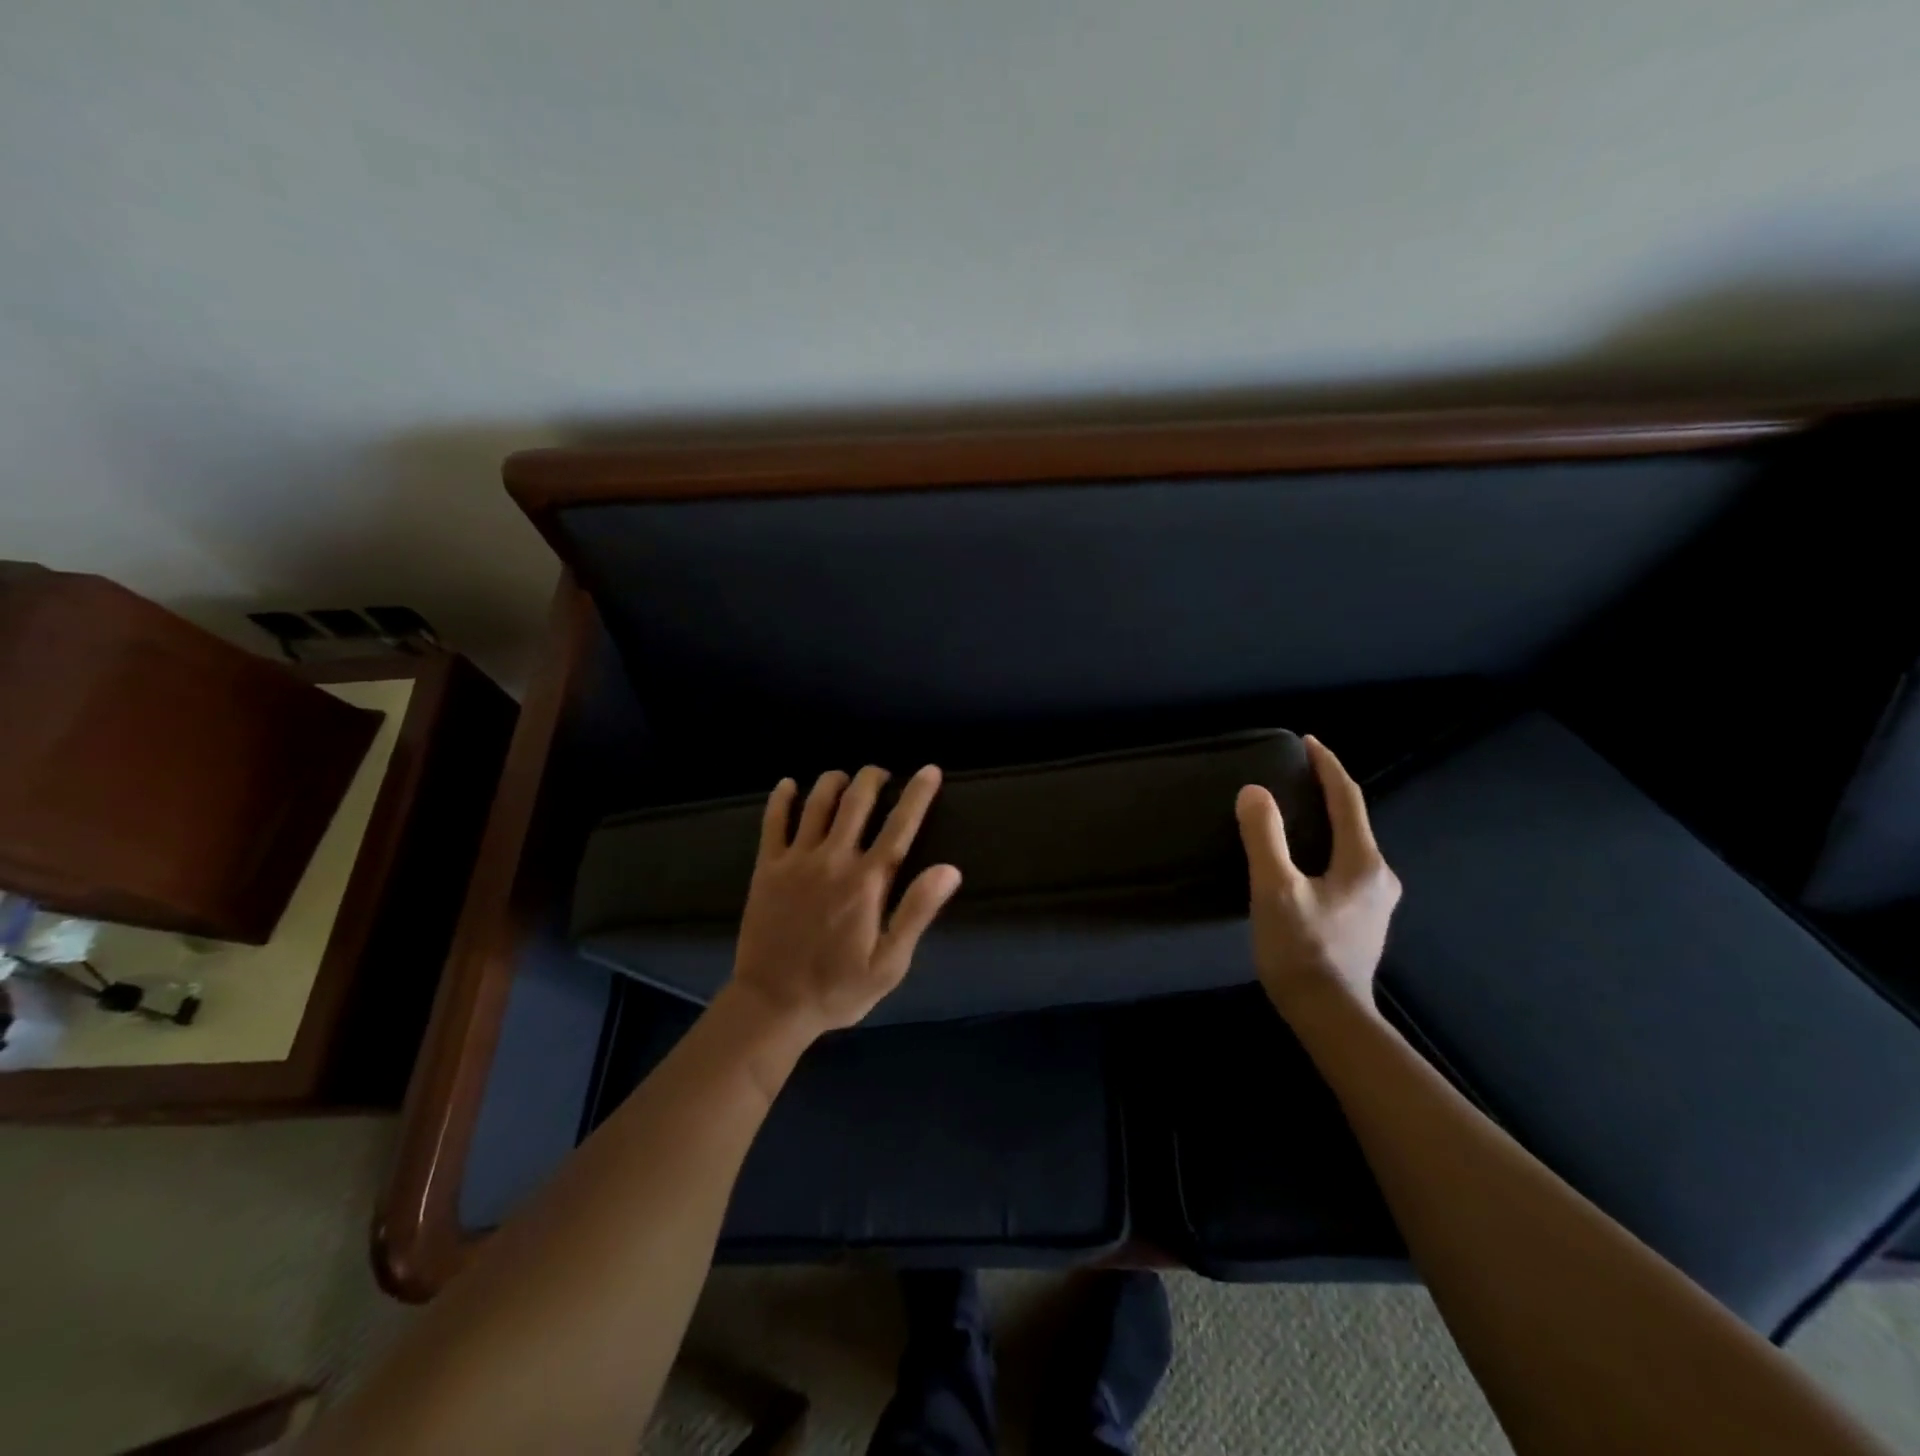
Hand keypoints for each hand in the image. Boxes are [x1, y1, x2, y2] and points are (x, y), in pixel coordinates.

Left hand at [728, 764, 961, 1038]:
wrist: (772, 1005)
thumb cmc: (838, 988)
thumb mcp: (889, 963)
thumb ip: (916, 912)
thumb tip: (948, 869)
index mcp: (867, 882)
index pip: (899, 826)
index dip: (917, 794)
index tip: (930, 770)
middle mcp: (833, 860)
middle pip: (856, 801)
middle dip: (872, 778)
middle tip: (881, 774)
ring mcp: (796, 861)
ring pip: (817, 803)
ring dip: (834, 781)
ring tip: (845, 778)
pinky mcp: (767, 868)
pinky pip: (773, 821)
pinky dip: (781, 798)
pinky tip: (789, 785)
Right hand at [1235, 736, 1401, 1013]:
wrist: (1329, 1015)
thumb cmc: (1301, 949)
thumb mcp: (1274, 889)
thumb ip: (1264, 837)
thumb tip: (1254, 792)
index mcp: (1363, 862)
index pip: (1348, 799)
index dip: (1328, 766)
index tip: (1308, 742)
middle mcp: (1379, 876)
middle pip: (1354, 820)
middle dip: (1327, 792)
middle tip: (1296, 774)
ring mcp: (1376, 901)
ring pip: (1350, 845)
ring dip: (1326, 821)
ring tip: (1296, 810)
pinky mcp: (1364, 919)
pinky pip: (1346, 866)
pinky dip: (1326, 847)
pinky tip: (1305, 858)